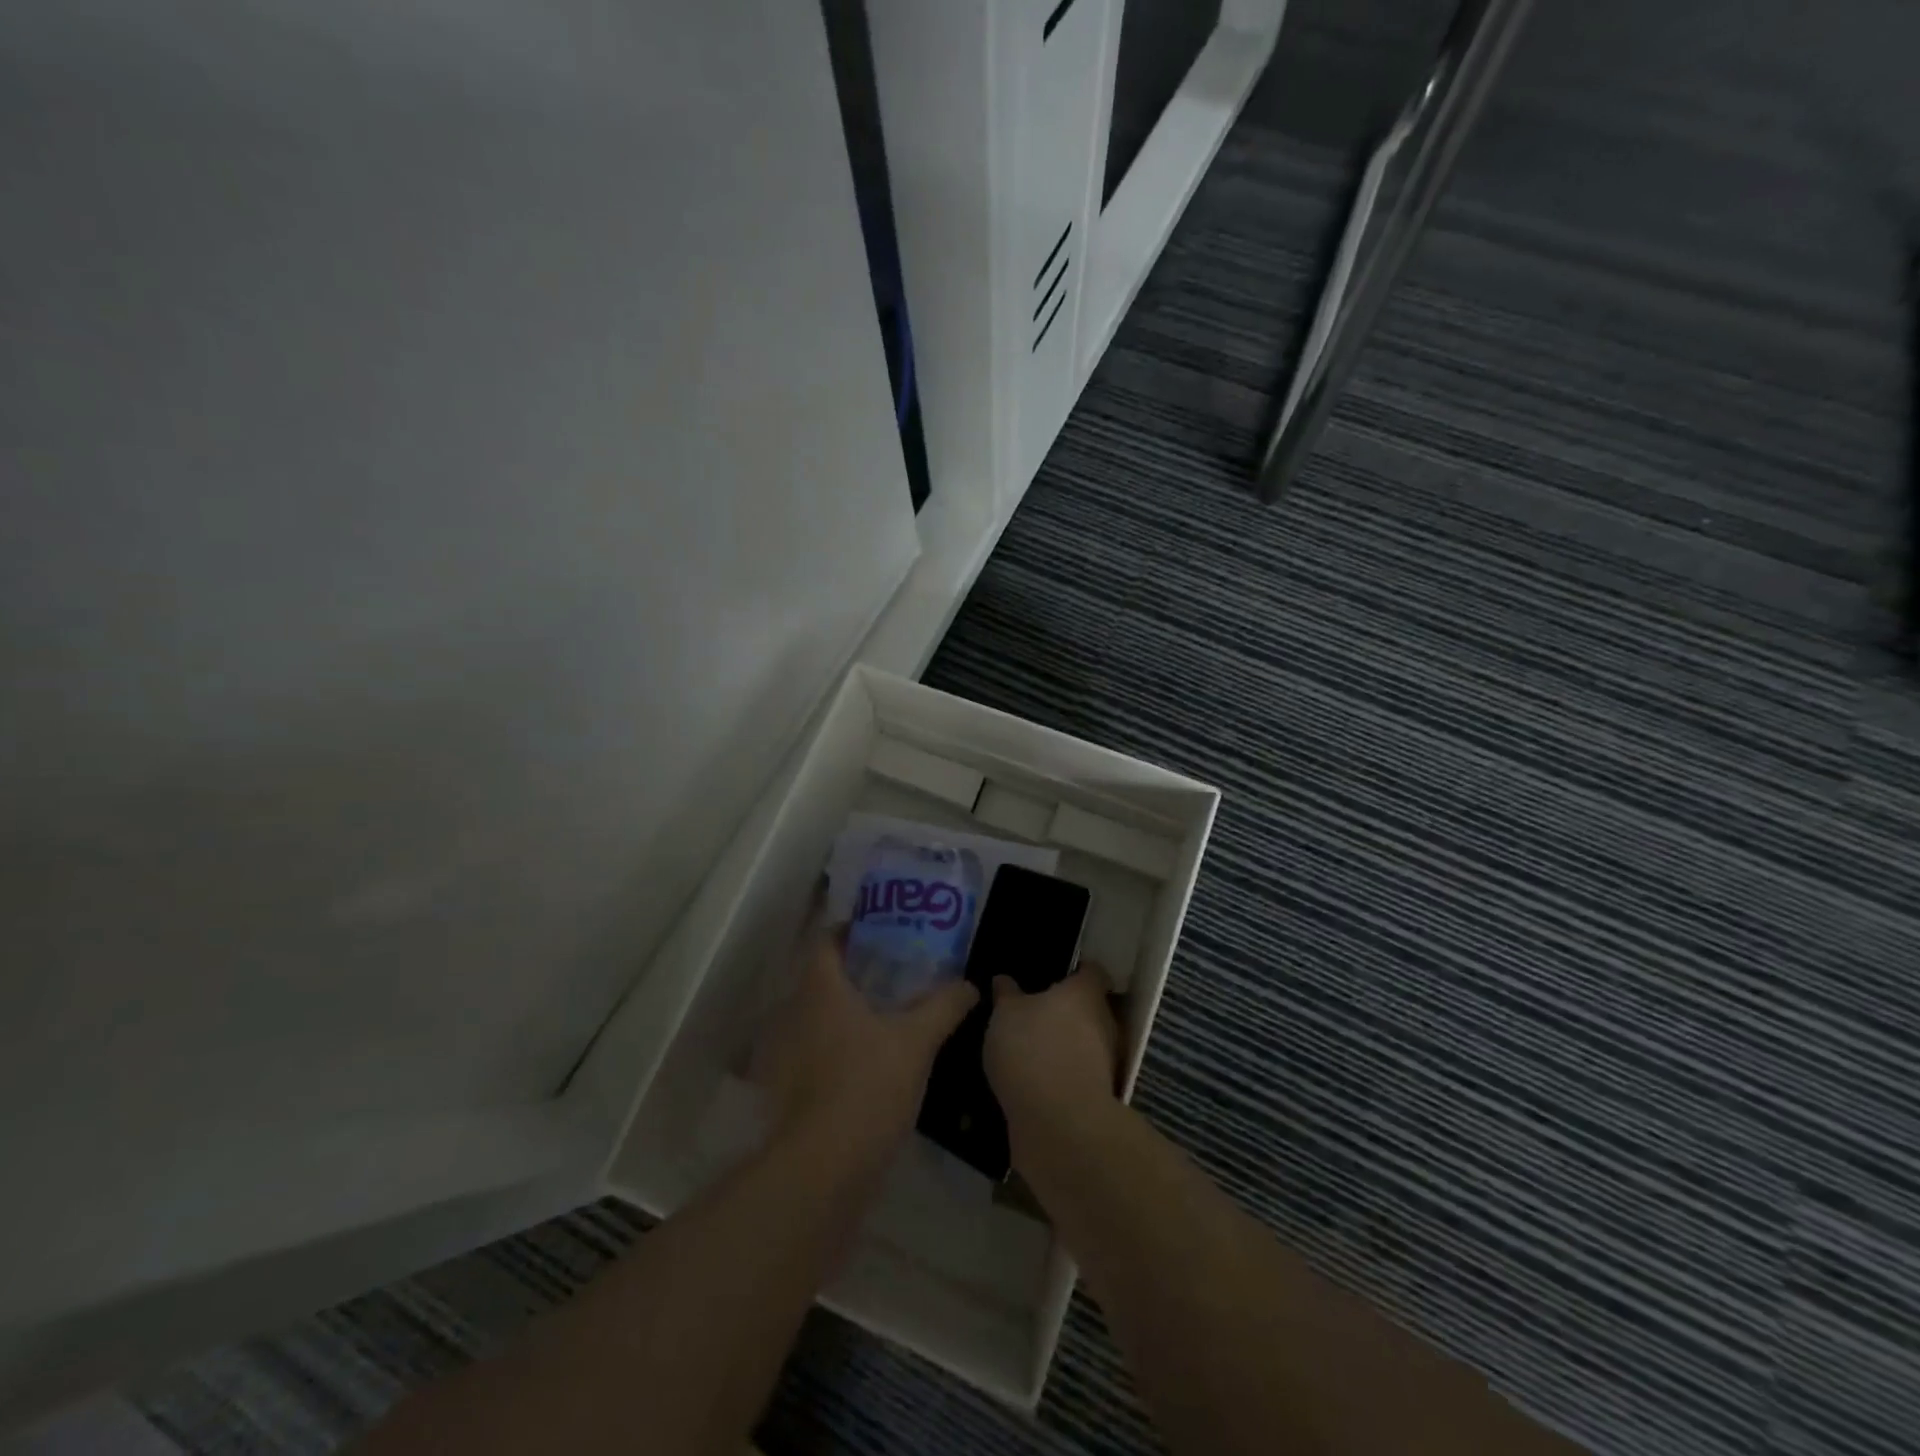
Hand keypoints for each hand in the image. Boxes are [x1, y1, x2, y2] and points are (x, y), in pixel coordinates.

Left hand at [753, 930, 976, 1162]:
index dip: (849, 931)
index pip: (825, 942)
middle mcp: (794, 1013)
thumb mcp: (916, 1041)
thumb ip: (944, 1006)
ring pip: (817, 1016)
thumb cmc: (867, 1085)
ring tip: (886, 1015)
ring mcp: (786, 1054)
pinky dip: (836, 1046)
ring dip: (845, 1011)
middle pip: (821, 978)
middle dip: (854, 972)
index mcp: (820, 990)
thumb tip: (969, 985)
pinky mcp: (787, 1089)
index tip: (879, 932)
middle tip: (894, 973)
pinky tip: (867, 1061)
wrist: (823, 1167)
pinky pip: (813, 1050)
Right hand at [984, 964, 1121, 1163]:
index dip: (1076, 970)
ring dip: (1064, 1044)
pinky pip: (1078, 1073)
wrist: (1059, 1124)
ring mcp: (1105, 1061)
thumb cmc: (1032, 1050)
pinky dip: (1062, 1074)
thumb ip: (1006, 995)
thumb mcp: (1005, 1014)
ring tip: (1030, 1049)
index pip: (1091, 971)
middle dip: (1066, 1010)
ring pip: (1085, 1042)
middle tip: (1033, 1012)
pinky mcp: (1099, 1095)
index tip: (1055, 974)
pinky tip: (1035, 1080)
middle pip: (1090, 1007)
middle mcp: (1104, 1021)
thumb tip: (1004, 979)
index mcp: (1084, 993)